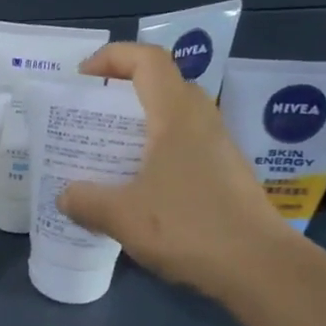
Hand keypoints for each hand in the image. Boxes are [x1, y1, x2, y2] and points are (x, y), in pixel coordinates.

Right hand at [58, 43, 287, 290]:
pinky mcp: (226, 175)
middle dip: (121, 94)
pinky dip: (155, 154)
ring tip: (107, 155)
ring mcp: (219, 148)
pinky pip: (184, 147)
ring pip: (173, 119)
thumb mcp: (122, 216)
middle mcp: (201, 121)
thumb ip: (86, 201)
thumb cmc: (189, 227)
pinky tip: (137, 189)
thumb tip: (65, 196)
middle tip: (90, 119)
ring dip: (138, 128)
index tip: (82, 78)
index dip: (112, 57)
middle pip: (160, 86)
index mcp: (176, 115)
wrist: (260, 268)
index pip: (147, 60)